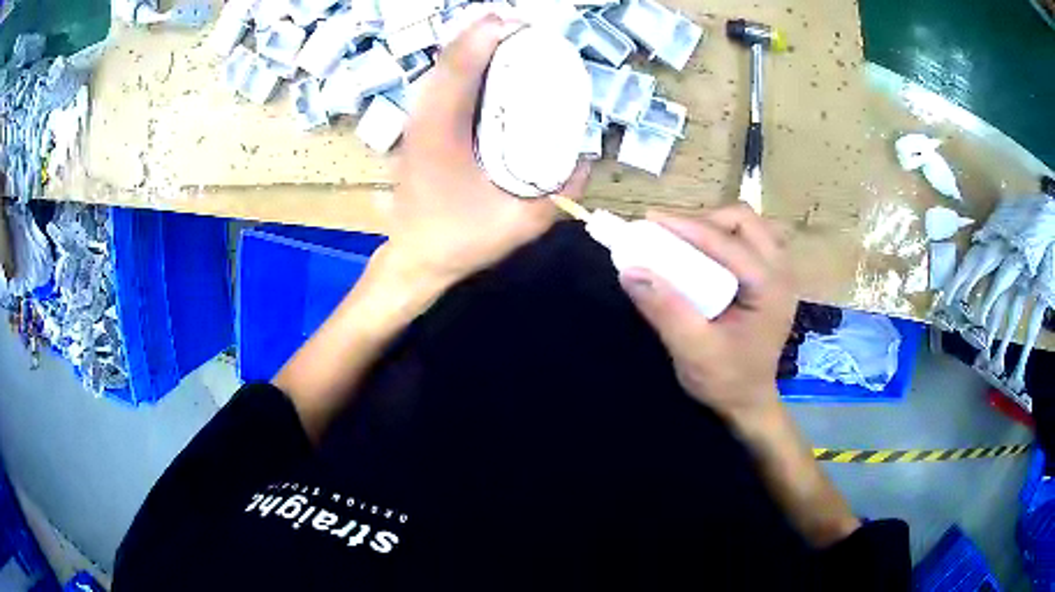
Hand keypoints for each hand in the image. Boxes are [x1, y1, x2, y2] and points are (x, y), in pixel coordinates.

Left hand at [387, 16, 589, 287]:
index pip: (460, 66)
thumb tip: (587, 156)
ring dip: (475, 47)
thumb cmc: (463, 240)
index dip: (488, 35)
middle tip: (526, 30)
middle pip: (449, 57)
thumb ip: (561, 190)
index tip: (522, 24)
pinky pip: (442, 84)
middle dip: (486, 34)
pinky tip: (492, 70)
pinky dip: (466, 67)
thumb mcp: (522, 221)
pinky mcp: (419, 128)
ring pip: (442, 68)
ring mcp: (416, 121)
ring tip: (512, 42)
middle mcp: (424, 117)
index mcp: (442, 131)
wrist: (417, 258)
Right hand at [620, 205, 794, 424]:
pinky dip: (723, 238)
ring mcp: (779, 273)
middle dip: (704, 221)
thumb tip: (630, 270)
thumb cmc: (726, 380)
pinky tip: (704, 257)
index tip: (649, 221)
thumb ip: (665, 309)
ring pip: (748, 226)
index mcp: (769, 287)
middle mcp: (781, 272)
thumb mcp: (693, 350)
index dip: (686, 227)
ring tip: (685, 243)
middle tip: (671, 236)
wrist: (748, 402)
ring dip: (714, 227)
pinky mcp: (771, 278)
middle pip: (745, 220)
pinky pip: (749, 240)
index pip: (727, 242)